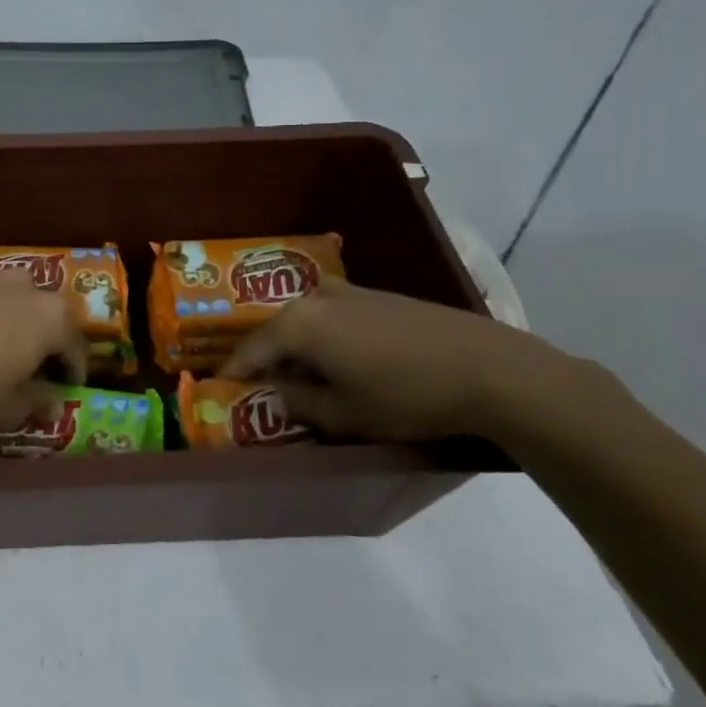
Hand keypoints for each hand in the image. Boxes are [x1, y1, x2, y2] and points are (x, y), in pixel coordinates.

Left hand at [0, 260, 87, 431]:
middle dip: (35, 331)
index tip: (67, 382)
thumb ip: (34, 404)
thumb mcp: (1, 410)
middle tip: (21, 358)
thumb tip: (54, 404)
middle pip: (38, 308)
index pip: (74, 343)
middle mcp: (19, 284)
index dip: (73, 366)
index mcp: (47, 318)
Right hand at [219, 280, 570, 442]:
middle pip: (277, 331)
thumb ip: (299, 403)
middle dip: (266, 359)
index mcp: (298, 324)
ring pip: (306, 322)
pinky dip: (325, 340)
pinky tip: (339, 362)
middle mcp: (316, 298)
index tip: (217, 387)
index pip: (250, 350)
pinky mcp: (379, 297)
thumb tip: (277, 395)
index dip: (232, 372)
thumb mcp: (344, 413)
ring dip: (298, 349)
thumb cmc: (405, 395)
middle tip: (259, 385)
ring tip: (300, 378)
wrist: (488, 368)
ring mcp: (350, 293)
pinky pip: (333, 318)